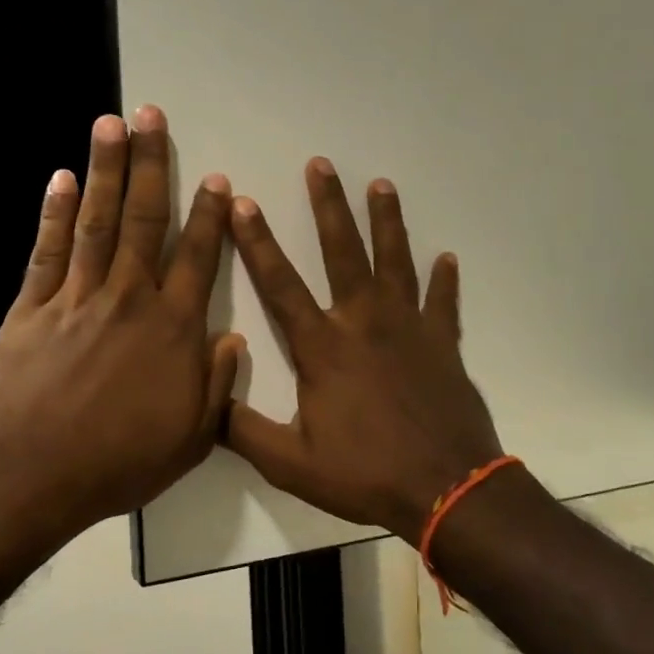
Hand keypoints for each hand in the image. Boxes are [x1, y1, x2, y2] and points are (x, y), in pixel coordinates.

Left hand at [0, 107, 242, 553]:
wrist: (29, 475)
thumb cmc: (119, 461)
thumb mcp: (190, 438)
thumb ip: (216, 385)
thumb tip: (234, 340)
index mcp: (172, 330)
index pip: (197, 259)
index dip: (210, 217)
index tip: (217, 180)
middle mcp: (128, 299)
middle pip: (145, 221)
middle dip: (151, 164)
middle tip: (152, 116)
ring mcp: (76, 298)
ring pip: (98, 222)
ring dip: (106, 170)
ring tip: (109, 123)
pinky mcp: (31, 309)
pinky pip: (47, 251)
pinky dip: (55, 213)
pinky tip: (61, 179)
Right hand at [224, 159, 502, 542]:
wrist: (446, 488)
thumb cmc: (365, 474)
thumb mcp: (291, 463)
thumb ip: (244, 431)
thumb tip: (206, 402)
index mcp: (323, 348)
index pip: (281, 285)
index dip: (257, 243)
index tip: (244, 203)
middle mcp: (364, 323)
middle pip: (343, 252)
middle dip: (328, 206)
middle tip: (321, 165)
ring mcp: (409, 328)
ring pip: (396, 262)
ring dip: (388, 222)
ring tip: (382, 185)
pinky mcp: (444, 344)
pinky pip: (444, 303)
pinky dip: (445, 280)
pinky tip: (447, 258)